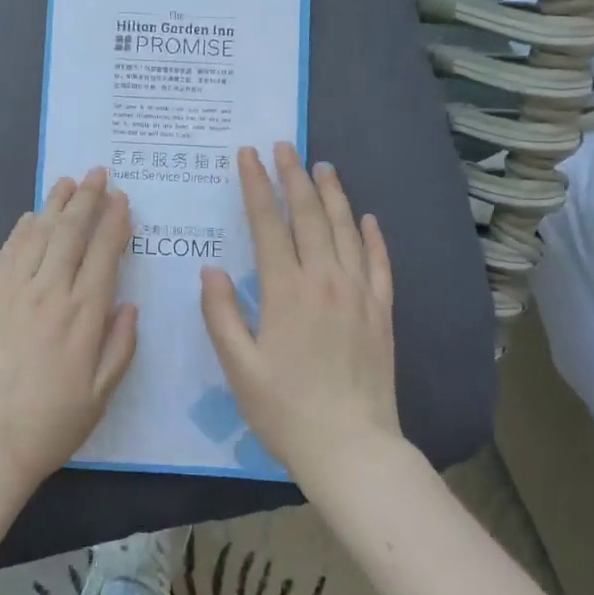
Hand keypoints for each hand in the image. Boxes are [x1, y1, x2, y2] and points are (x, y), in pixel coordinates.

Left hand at [0, 168, 137, 504]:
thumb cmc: (49, 425)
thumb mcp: (101, 396)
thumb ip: (119, 346)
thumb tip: (130, 305)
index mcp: (83, 316)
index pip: (104, 254)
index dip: (114, 222)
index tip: (121, 198)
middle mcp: (50, 293)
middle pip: (71, 233)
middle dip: (87, 198)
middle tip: (98, 172)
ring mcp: (13, 292)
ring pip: (39, 234)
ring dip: (55, 204)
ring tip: (68, 181)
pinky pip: (7, 253)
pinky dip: (22, 230)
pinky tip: (31, 216)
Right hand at [199, 143, 401, 486]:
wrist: (352, 448)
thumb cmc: (285, 409)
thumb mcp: (238, 366)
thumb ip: (221, 313)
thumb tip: (211, 269)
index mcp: (286, 291)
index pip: (268, 224)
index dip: (256, 186)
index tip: (249, 156)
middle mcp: (325, 281)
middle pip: (309, 216)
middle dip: (293, 177)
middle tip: (284, 146)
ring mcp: (359, 294)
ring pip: (346, 230)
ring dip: (332, 194)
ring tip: (322, 165)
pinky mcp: (382, 312)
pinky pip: (379, 263)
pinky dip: (373, 237)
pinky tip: (367, 218)